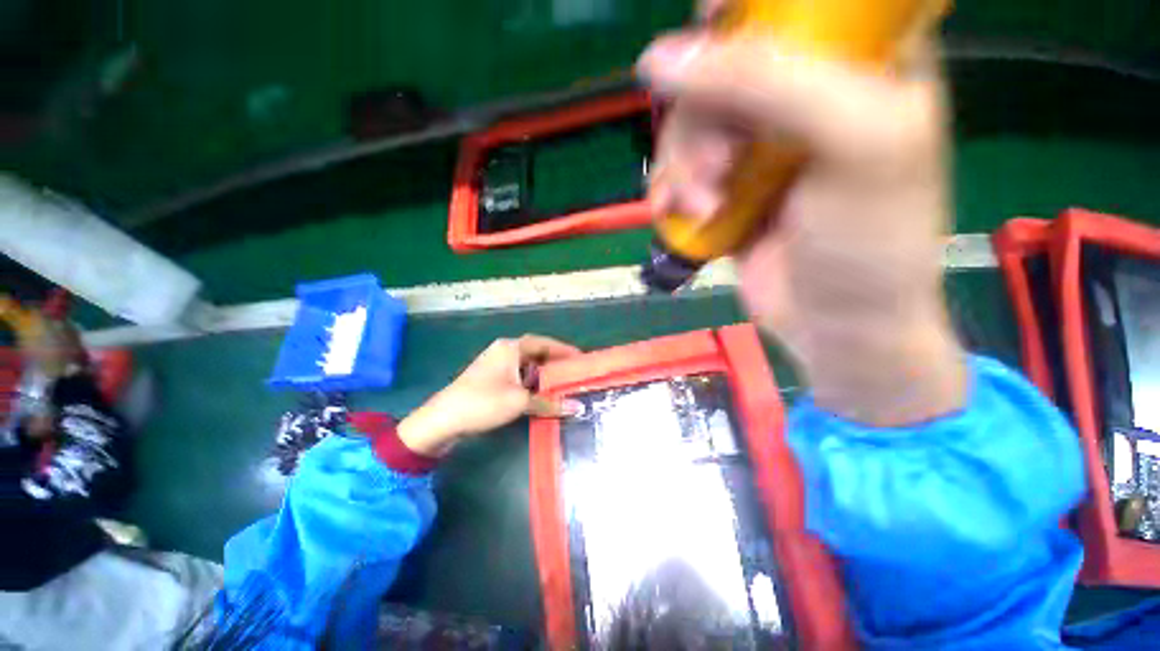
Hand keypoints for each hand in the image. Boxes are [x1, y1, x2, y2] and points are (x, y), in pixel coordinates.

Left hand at [398, 335, 582, 456]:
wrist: (443, 419)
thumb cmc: (484, 402)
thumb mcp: (520, 401)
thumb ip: (550, 403)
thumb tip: (577, 408)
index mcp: (511, 348)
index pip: (544, 343)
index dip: (564, 350)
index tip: (581, 358)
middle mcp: (504, 351)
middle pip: (536, 352)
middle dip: (555, 362)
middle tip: (574, 372)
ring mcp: (495, 365)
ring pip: (526, 365)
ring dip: (543, 374)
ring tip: (562, 383)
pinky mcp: (490, 379)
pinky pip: (517, 375)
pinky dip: (531, 382)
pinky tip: (540, 394)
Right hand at [638, 5, 964, 424]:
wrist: (837, 323)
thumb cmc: (867, 239)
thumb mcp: (849, 142)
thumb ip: (765, 82)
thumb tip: (658, 58)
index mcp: (858, 62)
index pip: (791, 1)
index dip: (740, 4)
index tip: (707, 19)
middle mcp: (803, 96)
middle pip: (721, 66)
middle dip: (703, 115)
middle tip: (718, 168)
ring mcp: (757, 147)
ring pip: (690, 125)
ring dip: (683, 165)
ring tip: (701, 205)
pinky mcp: (725, 190)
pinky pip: (678, 170)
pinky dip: (669, 190)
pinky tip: (675, 213)